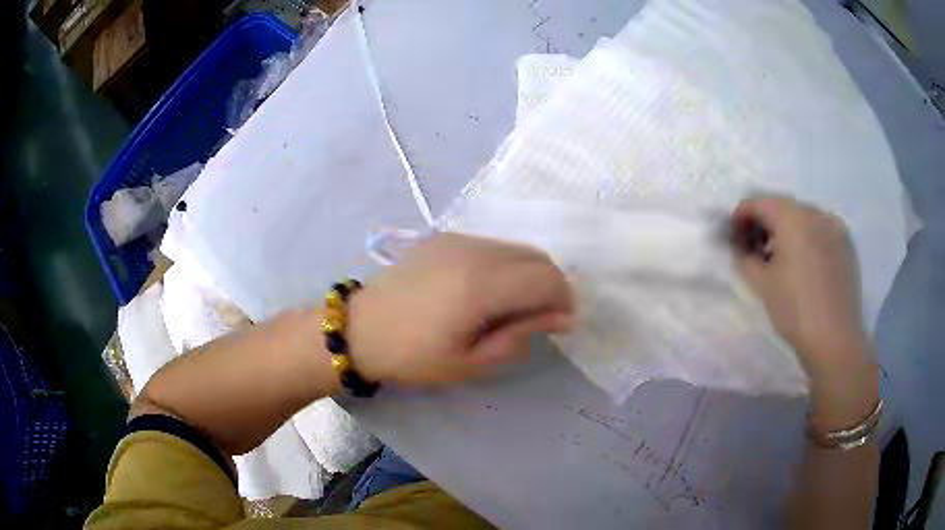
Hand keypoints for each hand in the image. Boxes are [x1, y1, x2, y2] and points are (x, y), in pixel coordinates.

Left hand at [347, 233, 573, 385]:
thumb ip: (520, 335)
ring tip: (512, 307)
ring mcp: (458, 239)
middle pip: (538, 257)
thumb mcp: (470, 361)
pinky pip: (493, 245)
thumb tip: (560, 317)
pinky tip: (487, 290)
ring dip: (529, 274)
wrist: (359, 329)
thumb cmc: (413, 356)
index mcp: (481, 285)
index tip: (559, 326)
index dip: (563, 301)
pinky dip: (506, 265)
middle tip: (538, 319)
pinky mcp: (444, 237)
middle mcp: (475, 251)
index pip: (548, 279)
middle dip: (551, 286)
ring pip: (517, 248)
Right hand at [731, 197, 875, 392]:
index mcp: (793, 217)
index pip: (760, 202)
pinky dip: (808, 239)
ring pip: (804, 219)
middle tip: (755, 246)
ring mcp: (835, 227)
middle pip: (783, 208)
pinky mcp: (847, 245)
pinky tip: (804, 262)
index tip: (732, 233)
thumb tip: (740, 247)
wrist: (835, 340)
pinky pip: (822, 231)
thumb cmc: (795, 310)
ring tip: (781, 257)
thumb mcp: (762, 285)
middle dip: (766, 223)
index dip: (742, 214)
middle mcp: (816, 213)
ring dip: (788, 230)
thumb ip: (745, 258)